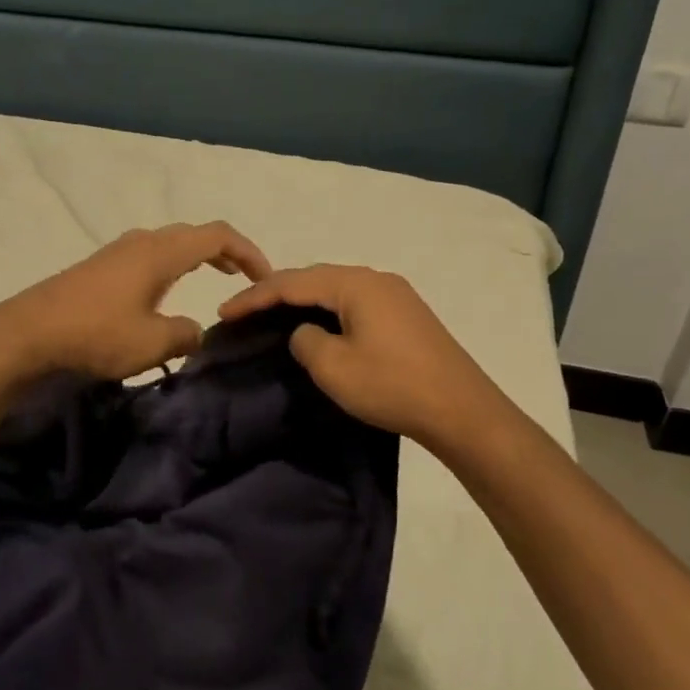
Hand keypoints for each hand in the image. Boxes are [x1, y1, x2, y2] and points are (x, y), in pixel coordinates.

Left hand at [0, 222, 271, 378]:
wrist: (28, 332)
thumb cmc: (95, 334)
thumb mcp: (152, 344)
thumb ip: (186, 335)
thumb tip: (194, 331)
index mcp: (161, 252)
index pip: (217, 236)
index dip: (248, 252)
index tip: (265, 278)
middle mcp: (142, 242)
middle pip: (194, 234)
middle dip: (225, 252)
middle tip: (243, 279)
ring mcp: (117, 251)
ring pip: (170, 243)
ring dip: (197, 257)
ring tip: (212, 280)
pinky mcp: (100, 266)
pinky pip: (150, 255)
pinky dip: (172, 265)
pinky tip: (165, 292)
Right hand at [218, 264, 511, 447]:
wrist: (464, 411)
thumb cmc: (393, 386)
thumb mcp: (334, 368)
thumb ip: (305, 341)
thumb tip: (304, 332)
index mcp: (355, 284)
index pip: (292, 283)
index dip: (254, 296)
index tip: (224, 311)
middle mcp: (376, 278)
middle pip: (315, 279)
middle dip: (276, 293)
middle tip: (244, 310)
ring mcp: (396, 295)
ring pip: (336, 289)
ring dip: (303, 300)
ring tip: (273, 314)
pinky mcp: (407, 315)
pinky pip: (355, 302)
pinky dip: (328, 310)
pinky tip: (319, 324)